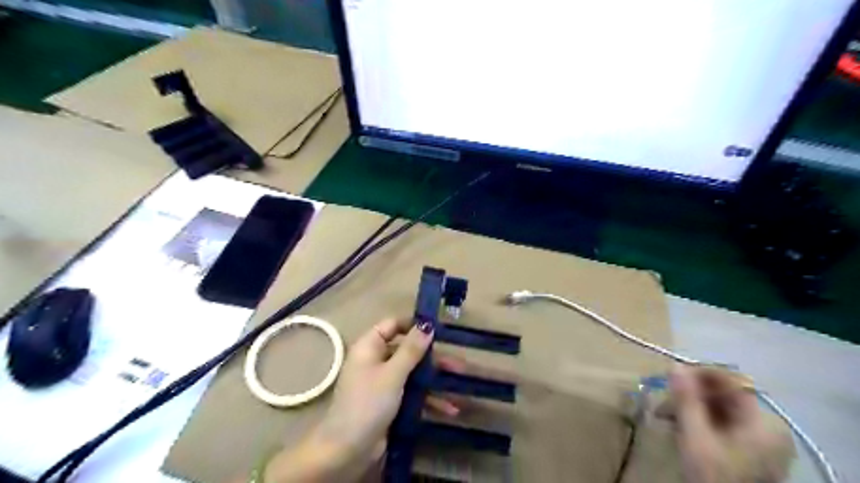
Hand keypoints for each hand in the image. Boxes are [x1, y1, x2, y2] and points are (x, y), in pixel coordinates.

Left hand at [262, 319, 463, 479]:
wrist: (347, 451)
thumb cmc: (368, 403)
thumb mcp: (392, 374)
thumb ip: (411, 349)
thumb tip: (427, 324)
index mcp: (370, 347)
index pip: (392, 325)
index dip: (413, 325)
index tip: (438, 329)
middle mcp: (376, 361)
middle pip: (408, 352)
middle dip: (433, 359)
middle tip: (458, 364)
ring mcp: (383, 383)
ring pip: (413, 374)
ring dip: (435, 380)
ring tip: (461, 384)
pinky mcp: (389, 403)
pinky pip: (411, 394)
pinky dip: (428, 400)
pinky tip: (449, 409)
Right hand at [667, 366, 795, 482]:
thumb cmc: (714, 477)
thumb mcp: (695, 437)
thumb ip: (686, 400)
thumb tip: (675, 365)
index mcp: (763, 422)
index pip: (731, 381)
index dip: (700, 373)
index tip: (671, 376)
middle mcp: (768, 427)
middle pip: (724, 395)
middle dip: (690, 395)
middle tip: (663, 402)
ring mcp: (762, 441)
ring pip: (720, 409)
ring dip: (690, 407)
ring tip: (665, 416)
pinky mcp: (751, 451)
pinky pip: (723, 423)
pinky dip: (700, 421)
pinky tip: (680, 427)